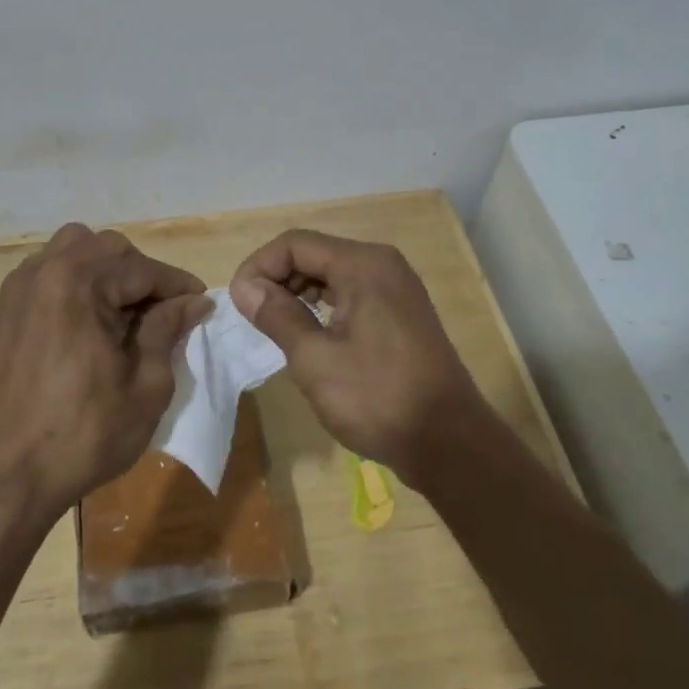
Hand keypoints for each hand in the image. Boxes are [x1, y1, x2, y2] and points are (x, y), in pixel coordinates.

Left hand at [0, 223, 211, 523]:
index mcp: (77, 283)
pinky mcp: (10, 307)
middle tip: (166, 312)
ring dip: (109, 270)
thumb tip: (194, 301)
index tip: (203, 302)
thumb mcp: (146, 384)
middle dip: (143, 274)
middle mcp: (45, 271)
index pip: (142, 268)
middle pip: (109, 249)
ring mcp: (22, 287)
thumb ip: (168, 330)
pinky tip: (95, 317)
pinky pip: (52, 270)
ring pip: (77, 249)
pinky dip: (80, 279)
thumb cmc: (86, 433)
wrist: (12, 474)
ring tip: (129, 311)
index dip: (177, 285)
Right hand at [230, 230, 493, 488]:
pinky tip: (308, 333)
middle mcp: (382, 264)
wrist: (450, 444)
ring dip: (298, 292)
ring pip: (332, 273)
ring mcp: (396, 288)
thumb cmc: (378, 398)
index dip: (259, 266)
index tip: (238, 302)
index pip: (295, 244)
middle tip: (253, 316)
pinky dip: (323, 305)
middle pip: (315, 253)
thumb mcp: (315, 359)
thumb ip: (277, 315)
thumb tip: (245, 286)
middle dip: (277, 278)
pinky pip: (351, 293)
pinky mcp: (400, 312)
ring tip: (275, 326)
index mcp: (363, 265)